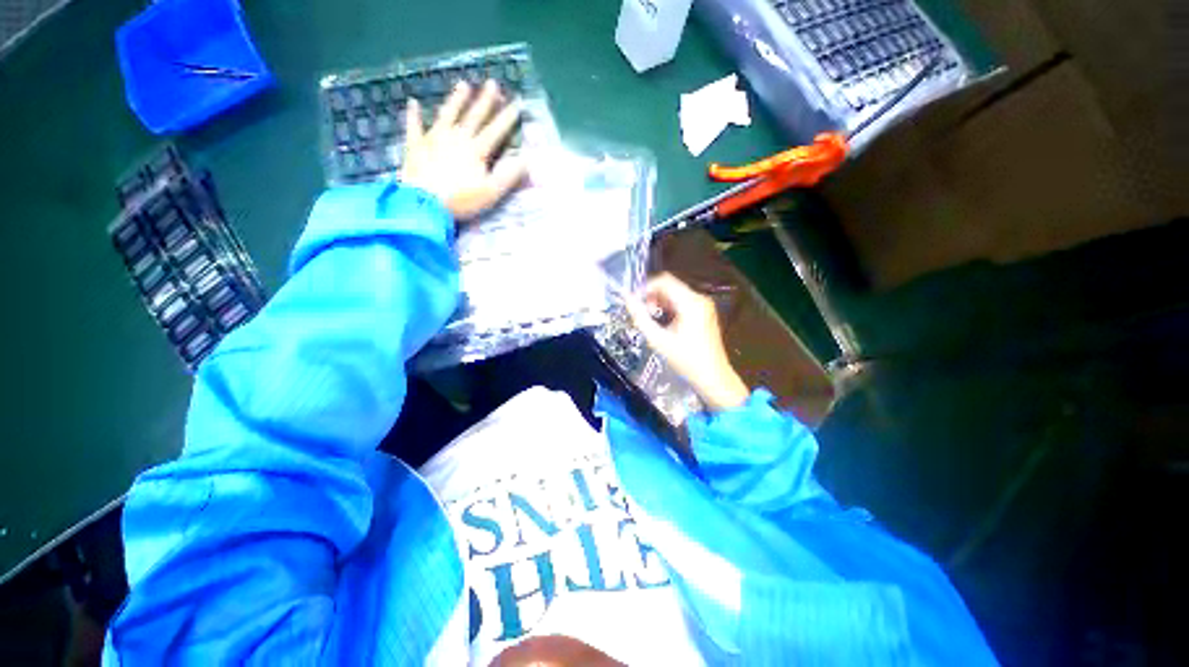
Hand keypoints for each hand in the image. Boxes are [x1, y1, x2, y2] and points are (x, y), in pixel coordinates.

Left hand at [400, 80, 527, 220]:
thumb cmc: (461, 200)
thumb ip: (509, 176)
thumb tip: (527, 160)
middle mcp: (456, 138)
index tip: (517, 103)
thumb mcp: (491, 192)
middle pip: (473, 116)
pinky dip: (413, 114)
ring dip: (456, 100)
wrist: (424, 203)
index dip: (507, 117)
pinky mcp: (415, 145)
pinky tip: (412, 103)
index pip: (495, 130)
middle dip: (485, 101)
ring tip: (463, 84)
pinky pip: (414, 125)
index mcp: (476, 150)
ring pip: (447, 114)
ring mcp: (434, 138)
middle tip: (493, 84)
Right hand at [626, 273, 749, 410]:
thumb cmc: (686, 360)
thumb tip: (627, 300)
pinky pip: (682, 302)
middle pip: (670, 285)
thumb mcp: (658, 340)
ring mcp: (704, 305)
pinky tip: (663, 323)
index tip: (633, 301)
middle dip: (652, 296)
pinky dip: (669, 307)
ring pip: (675, 293)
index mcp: (691, 303)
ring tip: (651, 320)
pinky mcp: (705, 313)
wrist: (713, 377)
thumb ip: (640, 318)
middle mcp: (700, 298)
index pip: (664, 281)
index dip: (645, 287)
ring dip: (659, 302)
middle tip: (642, 313)